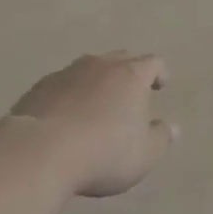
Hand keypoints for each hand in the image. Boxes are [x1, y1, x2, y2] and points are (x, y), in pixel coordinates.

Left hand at [6, 52, 176, 197]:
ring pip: (89, 68)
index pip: (152, 62)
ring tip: (98, 102)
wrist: (40, 151)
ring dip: (97, 81)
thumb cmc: (103, 153)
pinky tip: (66, 114)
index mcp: (131, 75)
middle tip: (132, 91)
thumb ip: (161, 139)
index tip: (161, 85)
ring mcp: (67, 72)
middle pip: (121, 58)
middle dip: (129, 71)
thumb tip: (172, 127)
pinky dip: (71, 93)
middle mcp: (100, 65)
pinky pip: (63, 83)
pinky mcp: (40, 86)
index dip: (160, 73)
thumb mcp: (144, 155)